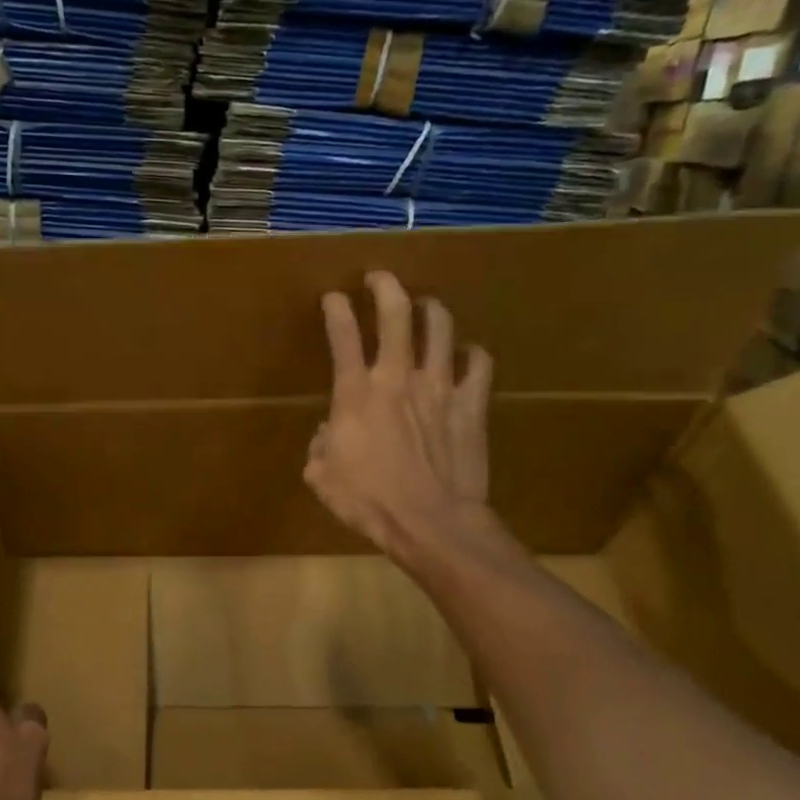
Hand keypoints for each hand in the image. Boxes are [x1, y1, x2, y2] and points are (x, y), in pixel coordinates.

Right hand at [304, 270, 495, 570]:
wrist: (431, 522)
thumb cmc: (369, 502)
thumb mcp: (322, 477)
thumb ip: (320, 446)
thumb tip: (327, 432)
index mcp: (355, 394)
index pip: (342, 335)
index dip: (335, 309)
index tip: (332, 297)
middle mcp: (397, 377)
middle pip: (395, 313)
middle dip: (385, 286)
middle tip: (379, 278)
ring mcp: (440, 386)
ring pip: (440, 327)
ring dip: (430, 310)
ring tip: (425, 307)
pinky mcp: (472, 404)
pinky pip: (479, 363)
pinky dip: (471, 353)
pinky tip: (466, 355)